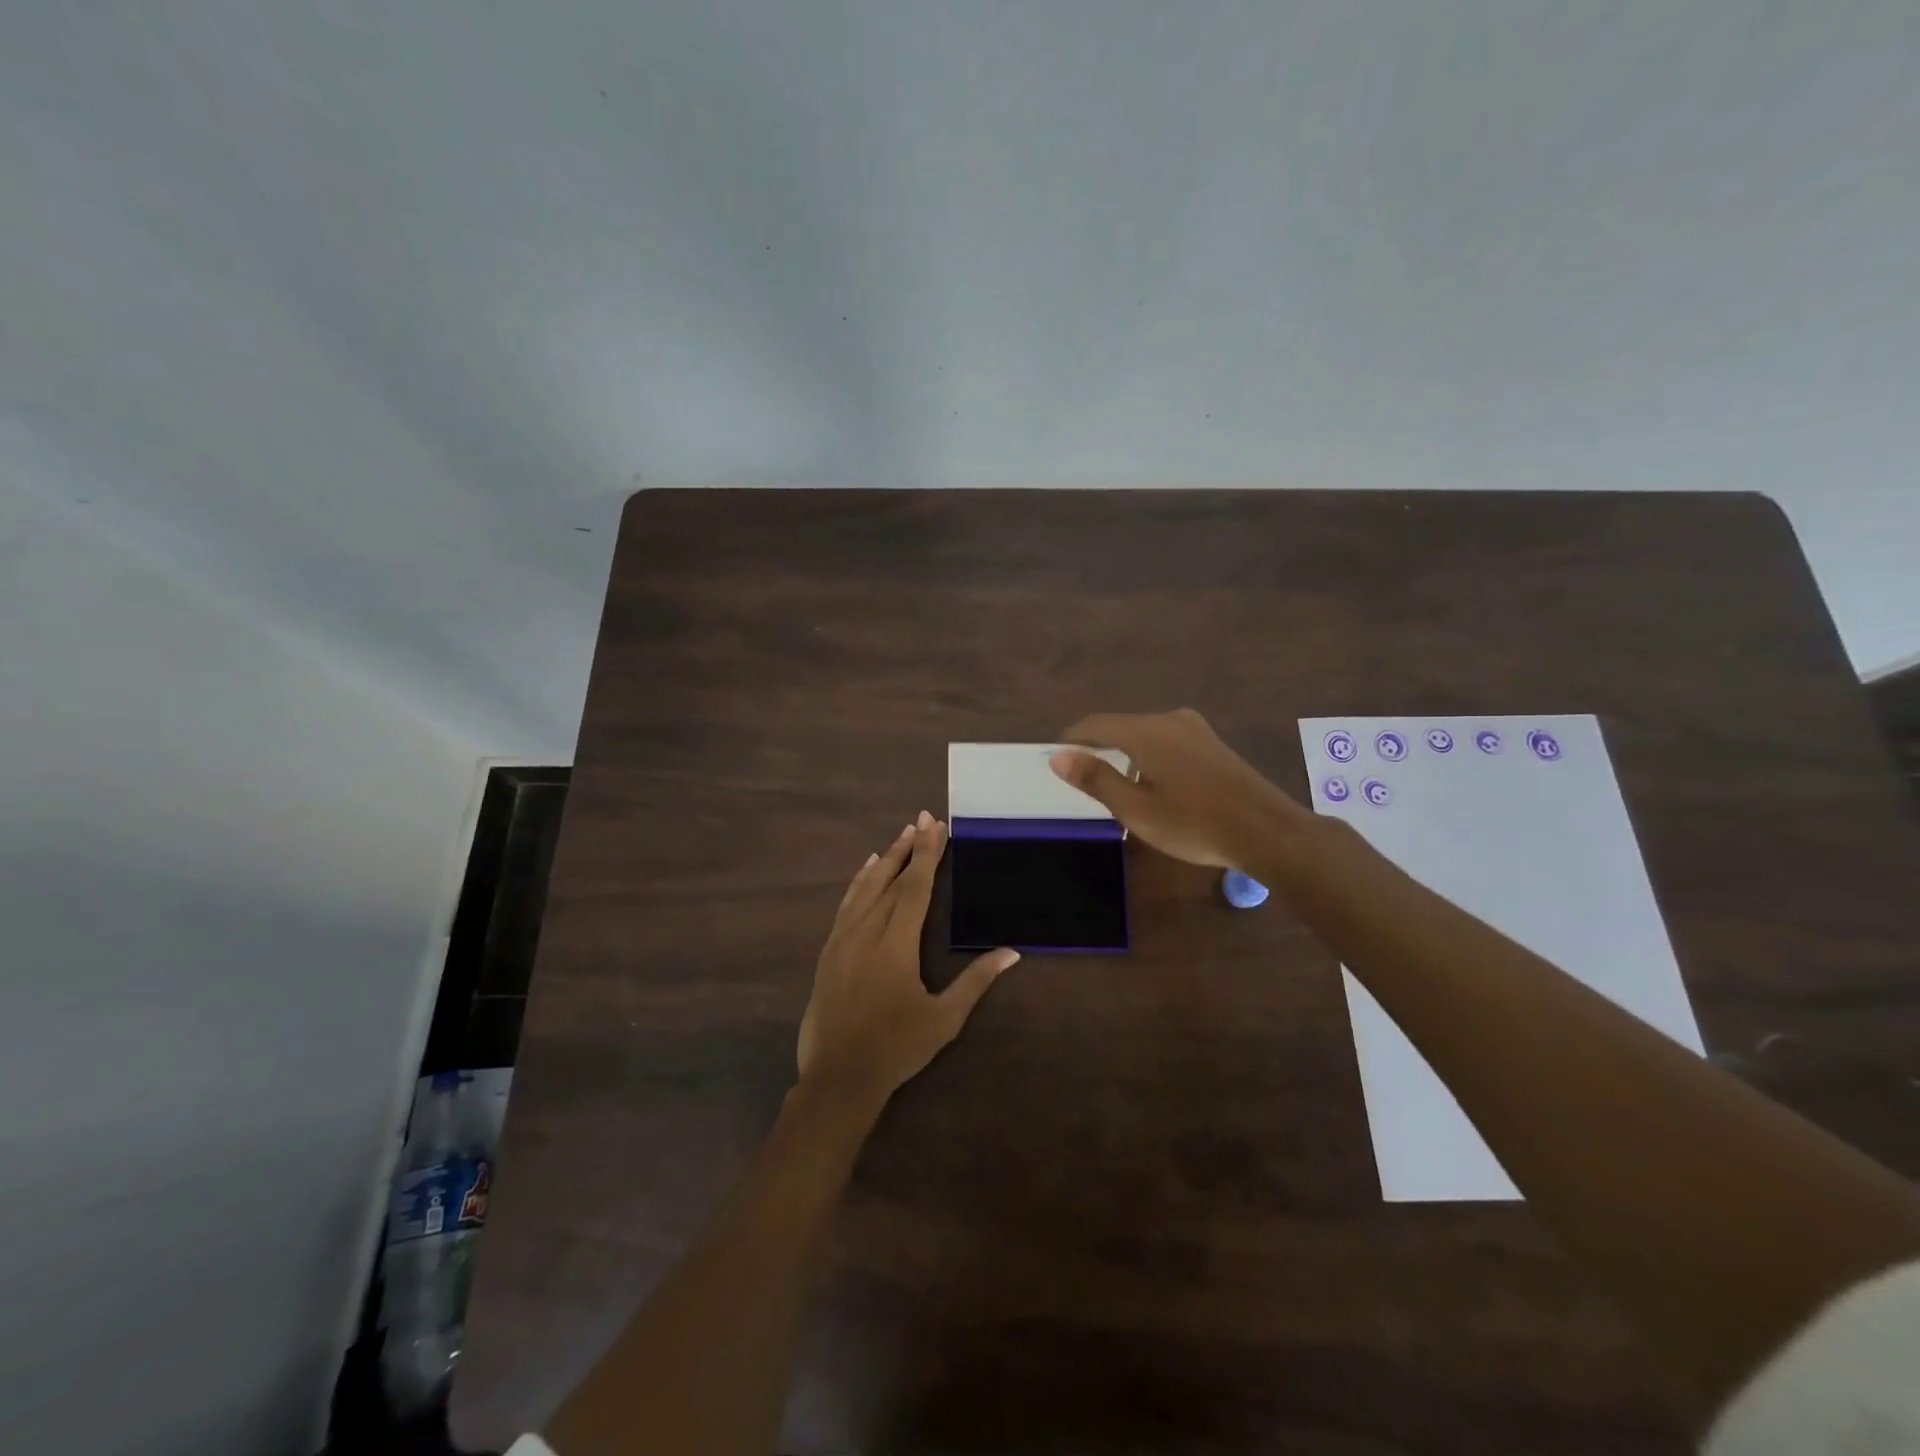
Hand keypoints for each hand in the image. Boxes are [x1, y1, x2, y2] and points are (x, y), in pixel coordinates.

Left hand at [797, 811, 1019, 1103]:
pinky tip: (866, 869)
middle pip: (890, 879)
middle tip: (922, 819)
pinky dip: (858, 882)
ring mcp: (843, 939)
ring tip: (901, 835)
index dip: (927, 854)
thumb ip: (976, 981)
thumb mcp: (944, 1019)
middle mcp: (867, 932)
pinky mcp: (828, 950)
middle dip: (909, 848)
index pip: (915, 887)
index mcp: (896, 944)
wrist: (838, 1077)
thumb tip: (1012, 953)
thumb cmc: (896, 1048)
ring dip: (884, 859)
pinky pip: (846, 904)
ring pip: (865, 888)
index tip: (935, 826)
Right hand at [1049, 708, 1303, 869]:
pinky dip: (1148, 756)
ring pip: (1145, 734)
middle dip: (1098, 747)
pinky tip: (1153, 784)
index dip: (1072, 739)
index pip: (1095, 724)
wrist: (1267, 832)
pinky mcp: (1212, 744)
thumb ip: (1096, 779)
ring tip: (1115, 785)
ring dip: (1125, 753)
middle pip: (1121, 726)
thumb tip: (1058, 756)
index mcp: (1146, 731)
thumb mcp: (1136, 809)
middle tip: (1082, 777)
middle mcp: (1169, 720)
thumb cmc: (1194, 823)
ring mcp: (1195, 730)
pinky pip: (1167, 741)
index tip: (1056, 758)